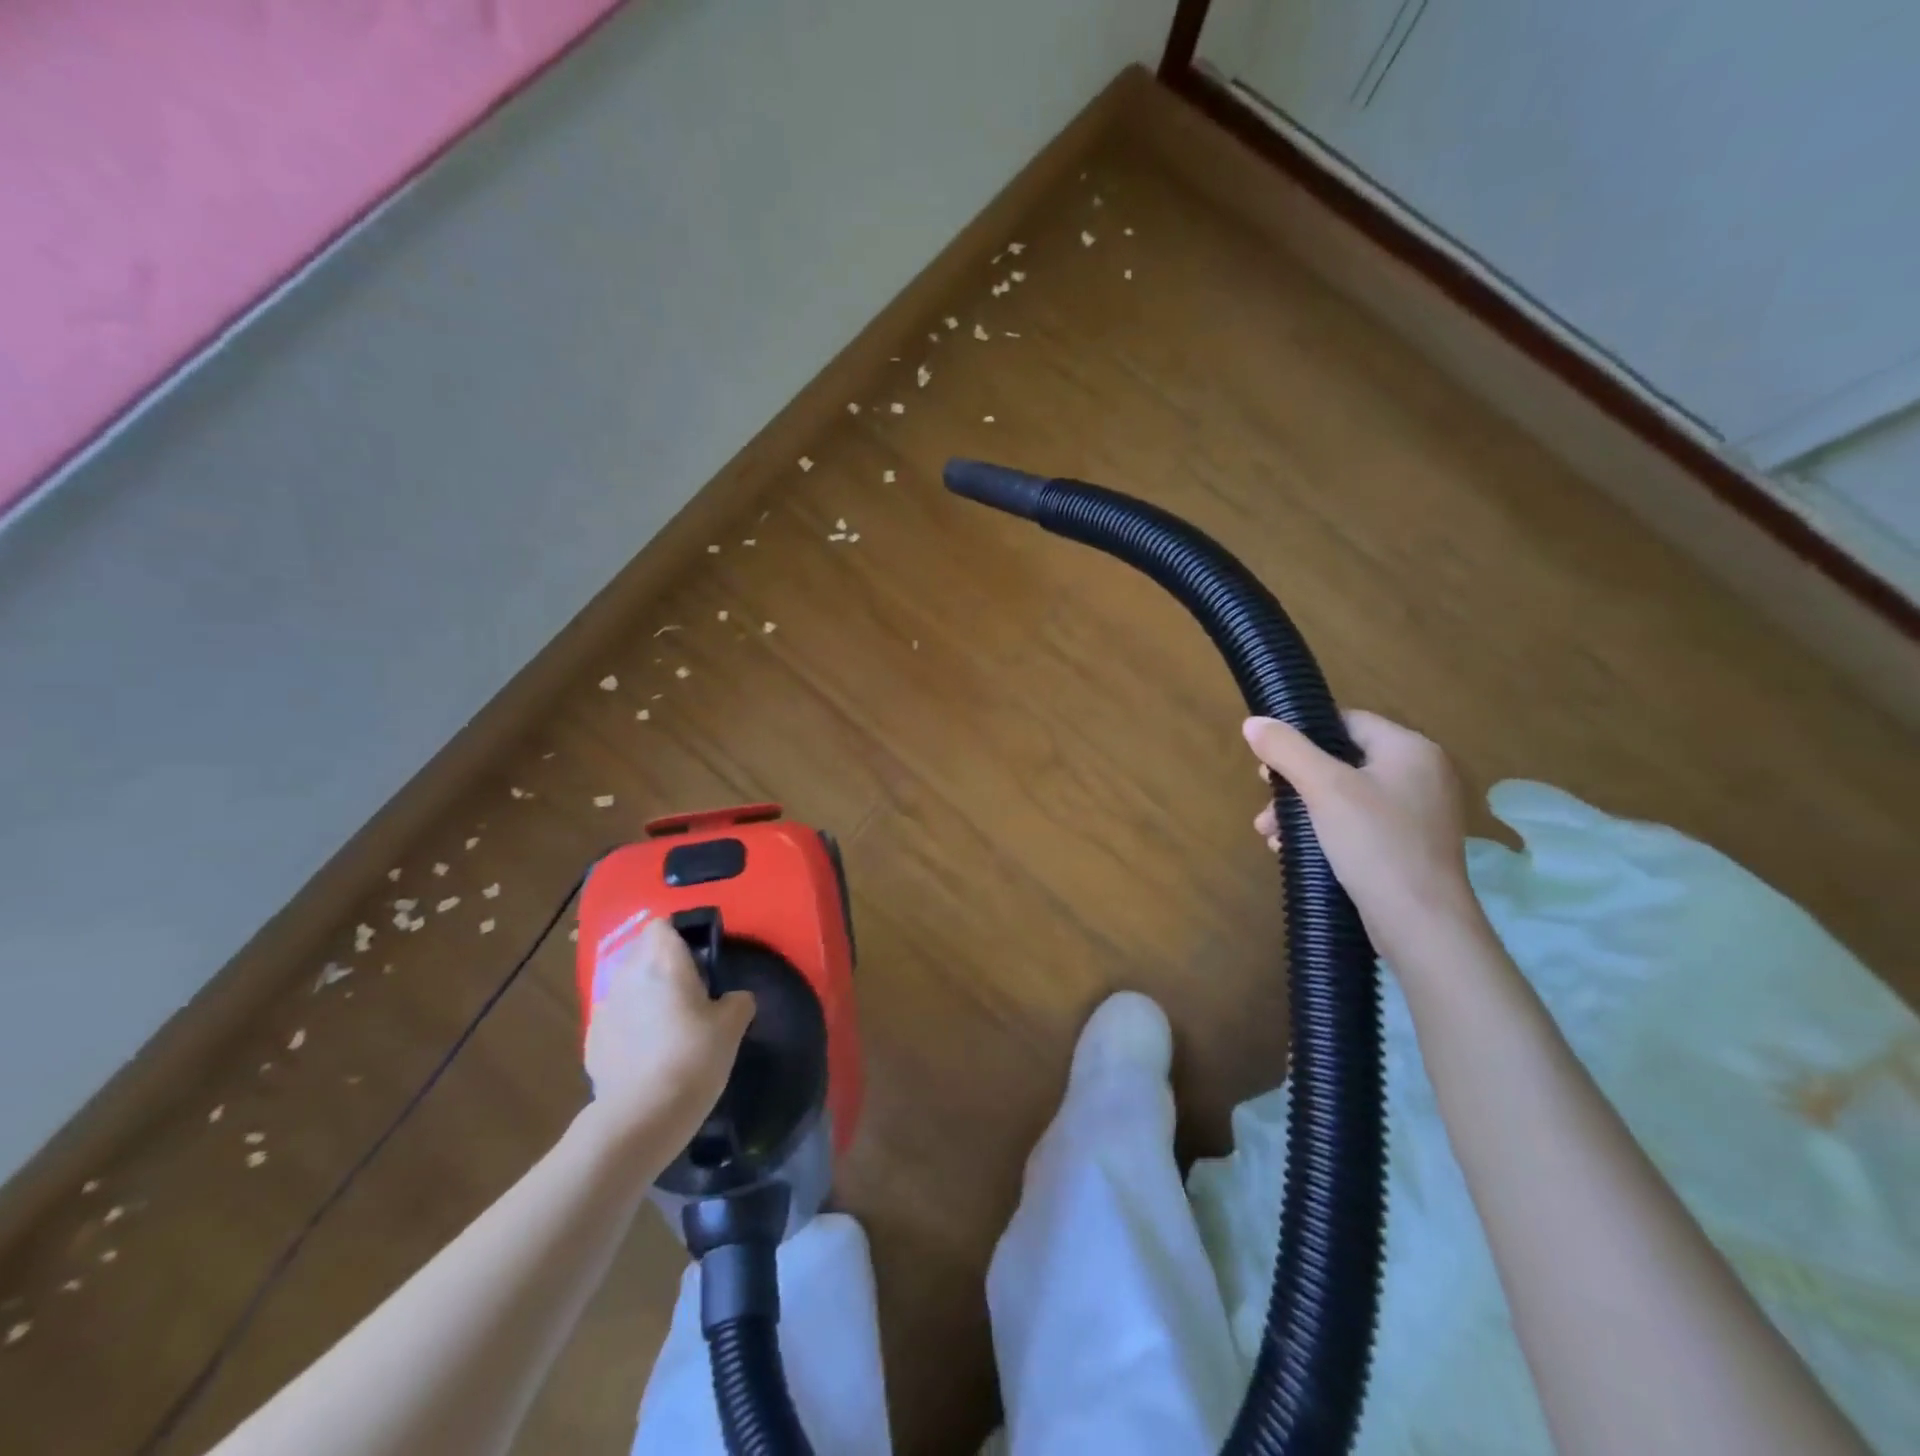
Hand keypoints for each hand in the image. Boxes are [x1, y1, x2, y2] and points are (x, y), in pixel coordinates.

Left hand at [584, 918, 755, 1147]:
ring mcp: (604, 1007)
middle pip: (642, 951)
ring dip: (645, 993)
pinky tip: (647, 1051)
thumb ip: (737, 1001)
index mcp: (662, 962)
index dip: (679, 935)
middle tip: (690, 989)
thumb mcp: (732, 1025)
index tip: (699, 956)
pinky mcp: (592, 1039)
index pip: (662, 925)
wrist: (642, 1116)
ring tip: (667, 1023)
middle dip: (662, 963)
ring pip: (627, 984)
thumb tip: (733, 998)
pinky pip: (616, 1016)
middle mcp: (628, 975)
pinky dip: (630, 1023)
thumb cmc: (694, 1057)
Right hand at [1244, 710, 1487, 969]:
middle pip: (1343, 761)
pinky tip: (1295, 850)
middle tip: (1267, 800)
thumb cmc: (1374, 843)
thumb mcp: (1323, 789)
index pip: (1348, 722)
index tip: (1270, 761)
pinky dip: (1326, 831)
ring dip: (1303, 811)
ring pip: (1346, 796)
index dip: (1304, 735)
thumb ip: (1287, 749)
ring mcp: (1419, 813)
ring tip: (1271, 834)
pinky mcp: (1410, 846)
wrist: (1420, 923)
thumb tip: (1253, 722)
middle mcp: (1421, 774)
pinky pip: (1359, 824)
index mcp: (1410, 749)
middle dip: (1296, 782)